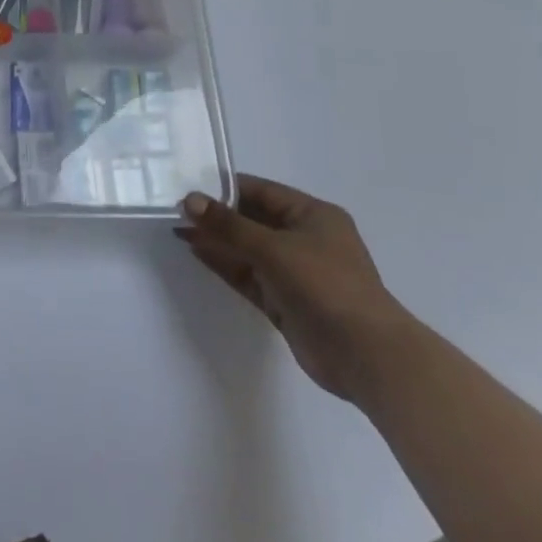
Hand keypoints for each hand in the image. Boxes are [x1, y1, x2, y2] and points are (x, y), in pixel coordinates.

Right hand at [178, 176, 412, 403]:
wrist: (366, 356)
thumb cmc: (326, 286)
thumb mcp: (274, 248)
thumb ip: (229, 225)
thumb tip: (189, 200)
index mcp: (313, 216)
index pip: (262, 192)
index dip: (226, 188)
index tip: (189, 185)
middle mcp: (304, 240)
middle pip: (252, 220)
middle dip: (217, 215)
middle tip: (176, 208)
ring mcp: (295, 272)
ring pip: (247, 249)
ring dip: (217, 240)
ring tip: (178, 228)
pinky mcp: (284, 301)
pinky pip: (248, 275)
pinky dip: (224, 264)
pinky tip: (196, 252)